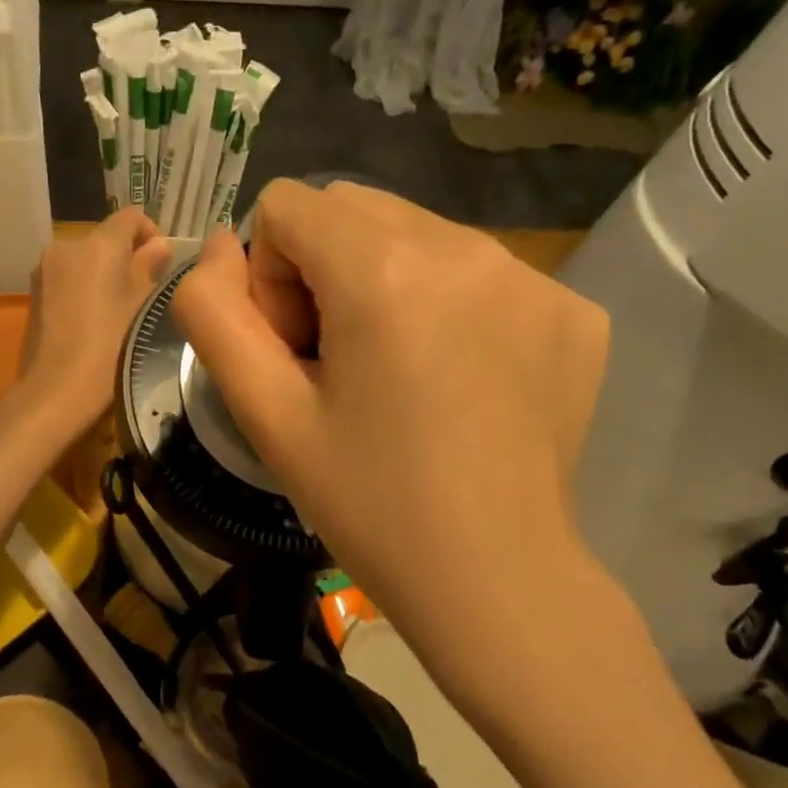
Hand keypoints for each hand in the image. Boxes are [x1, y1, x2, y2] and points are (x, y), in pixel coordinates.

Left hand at [14, 209, 169, 439]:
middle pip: (105, 238)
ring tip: (118, 310)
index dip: (151, 232)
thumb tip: (158, 246)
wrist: (57, 389)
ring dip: (104, 274)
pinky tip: (93, 321)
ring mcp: (45, 269)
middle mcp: (67, 245)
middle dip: (126, 257)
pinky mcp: (34, 293)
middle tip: (144, 292)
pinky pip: (67, 278)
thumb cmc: (110, 346)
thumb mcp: (143, 307)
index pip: (130, 216)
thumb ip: (150, 269)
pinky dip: (83, 288)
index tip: (162, 263)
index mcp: (99, 244)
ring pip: (85, 259)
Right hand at [172, 181, 612, 672]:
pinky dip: (452, 307)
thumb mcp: (266, 413)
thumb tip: (216, 245)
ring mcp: (532, 275)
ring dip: (386, 283)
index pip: (288, 206)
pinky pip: (482, 272)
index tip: (298, 353)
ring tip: (400, 375)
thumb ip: (214, 314)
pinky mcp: (574, 310)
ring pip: (418, 234)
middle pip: (354, 209)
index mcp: (383, 270)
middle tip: (340, 363)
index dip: (269, 277)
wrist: (497, 581)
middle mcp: (466, 247)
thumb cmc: (369, 504)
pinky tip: (460, 382)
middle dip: (323, 269)